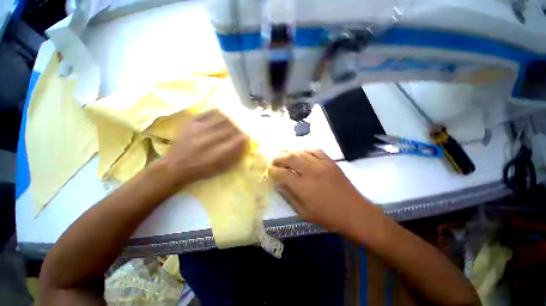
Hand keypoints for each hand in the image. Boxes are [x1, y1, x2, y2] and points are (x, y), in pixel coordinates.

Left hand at [162, 109, 248, 185]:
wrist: (176, 167)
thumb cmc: (201, 170)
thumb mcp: (220, 168)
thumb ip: (234, 156)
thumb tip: (245, 142)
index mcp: (217, 154)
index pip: (237, 140)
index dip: (244, 137)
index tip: (246, 136)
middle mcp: (209, 140)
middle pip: (230, 128)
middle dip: (238, 129)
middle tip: (240, 130)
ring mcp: (198, 130)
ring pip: (221, 119)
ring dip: (230, 120)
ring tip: (232, 123)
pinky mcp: (190, 124)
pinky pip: (207, 113)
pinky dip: (217, 113)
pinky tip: (221, 115)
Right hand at [270, 150, 370, 232]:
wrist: (355, 213)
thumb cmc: (327, 217)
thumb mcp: (303, 213)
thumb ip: (288, 196)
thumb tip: (278, 184)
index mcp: (302, 187)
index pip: (282, 173)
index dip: (272, 171)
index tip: (269, 170)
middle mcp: (310, 172)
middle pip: (289, 158)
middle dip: (278, 158)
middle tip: (273, 161)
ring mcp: (321, 164)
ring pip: (301, 152)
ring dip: (290, 153)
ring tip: (285, 157)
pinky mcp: (330, 162)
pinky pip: (315, 150)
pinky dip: (306, 150)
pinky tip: (302, 154)